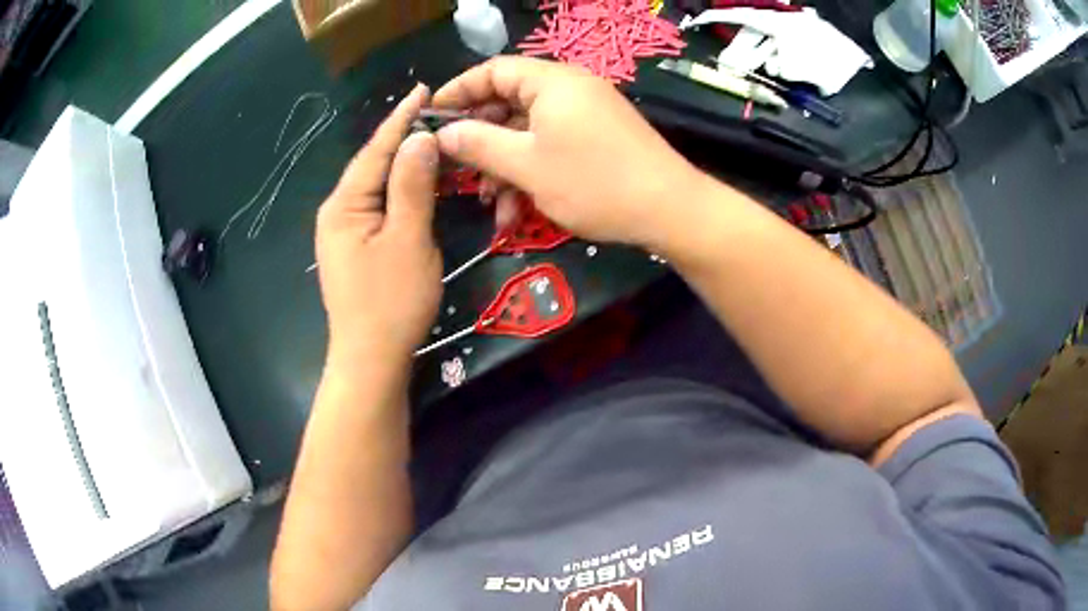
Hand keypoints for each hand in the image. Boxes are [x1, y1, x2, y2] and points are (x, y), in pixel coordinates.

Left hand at [316, 84, 440, 367]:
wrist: (370, 361)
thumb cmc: (390, 303)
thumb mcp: (408, 240)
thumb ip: (412, 186)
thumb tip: (419, 138)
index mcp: (344, 205)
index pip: (376, 150)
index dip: (401, 119)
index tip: (422, 89)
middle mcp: (337, 212)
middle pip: (373, 165)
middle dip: (402, 137)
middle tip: (436, 111)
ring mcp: (344, 232)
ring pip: (376, 186)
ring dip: (402, 163)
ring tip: (430, 137)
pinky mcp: (355, 248)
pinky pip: (379, 206)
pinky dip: (400, 189)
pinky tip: (416, 181)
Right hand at [431, 57, 704, 246]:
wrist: (669, 209)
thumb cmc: (594, 182)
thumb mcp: (527, 165)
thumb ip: (478, 144)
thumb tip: (443, 133)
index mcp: (552, 82)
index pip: (493, 70)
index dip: (458, 91)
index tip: (432, 118)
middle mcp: (569, 89)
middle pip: (508, 101)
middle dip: (480, 138)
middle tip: (457, 168)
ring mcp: (585, 113)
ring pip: (528, 130)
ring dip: (504, 165)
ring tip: (488, 202)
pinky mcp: (597, 137)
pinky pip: (551, 144)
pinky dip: (531, 170)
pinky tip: (517, 208)